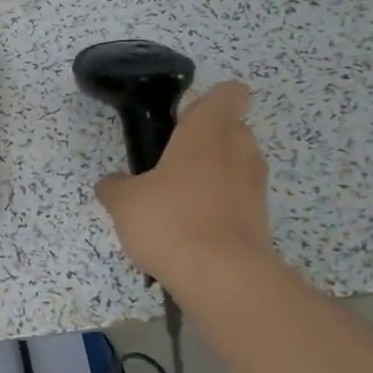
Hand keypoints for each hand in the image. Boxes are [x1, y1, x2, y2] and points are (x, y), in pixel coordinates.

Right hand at [93, 80, 275, 285]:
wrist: (222, 279)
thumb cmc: (171, 221)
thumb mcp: (123, 202)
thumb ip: (114, 186)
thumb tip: (112, 183)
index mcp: (209, 132)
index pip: (228, 93)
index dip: (204, 102)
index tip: (178, 122)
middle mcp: (240, 150)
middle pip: (230, 129)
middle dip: (203, 141)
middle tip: (167, 164)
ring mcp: (255, 186)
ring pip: (235, 165)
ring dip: (211, 175)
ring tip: (176, 201)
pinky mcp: (261, 219)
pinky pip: (237, 199)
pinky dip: (218, 207)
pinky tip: (189, 231)